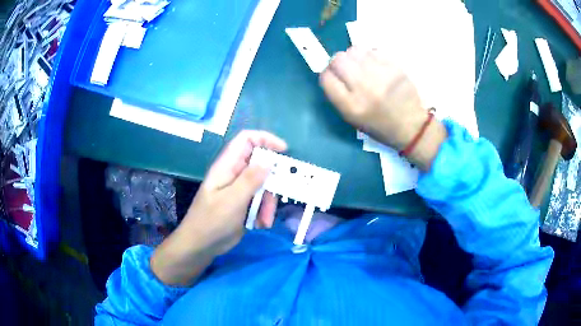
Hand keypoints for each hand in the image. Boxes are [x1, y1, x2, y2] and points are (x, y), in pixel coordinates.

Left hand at [151, 131, 286, 285]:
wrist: (201, 245)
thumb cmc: (211, 221)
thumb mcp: (232, 200)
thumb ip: (250, 179)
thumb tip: (268, 161)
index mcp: (227, 166)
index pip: (246, 140)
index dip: (265, 139)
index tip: (283, 151)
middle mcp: (234, 174)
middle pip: (260, 165)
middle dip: (271, 182)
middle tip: (276, 199)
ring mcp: (239, 189)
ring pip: (264, 185)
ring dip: (268, 202)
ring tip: (265, 220)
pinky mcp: (243, 203)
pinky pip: (261, 200)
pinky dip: (264, 211)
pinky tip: (260, 224)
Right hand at [320, 47, 446, 170]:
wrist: (411, 126)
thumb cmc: (379, 126)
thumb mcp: (352, 119)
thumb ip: (338, 95)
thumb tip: (331, 71)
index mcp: (351, 106)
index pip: (326, 78)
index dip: (327, 75)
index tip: (334, 77)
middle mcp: (364, 88)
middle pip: (338, 60)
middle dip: (338, 63)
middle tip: (347, 69)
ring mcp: (381, 75)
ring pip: (354, 50)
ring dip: (354, 57)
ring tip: (362, 67)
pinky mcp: (394, 66)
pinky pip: (373, 51)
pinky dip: (370, 56)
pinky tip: (376, 66)